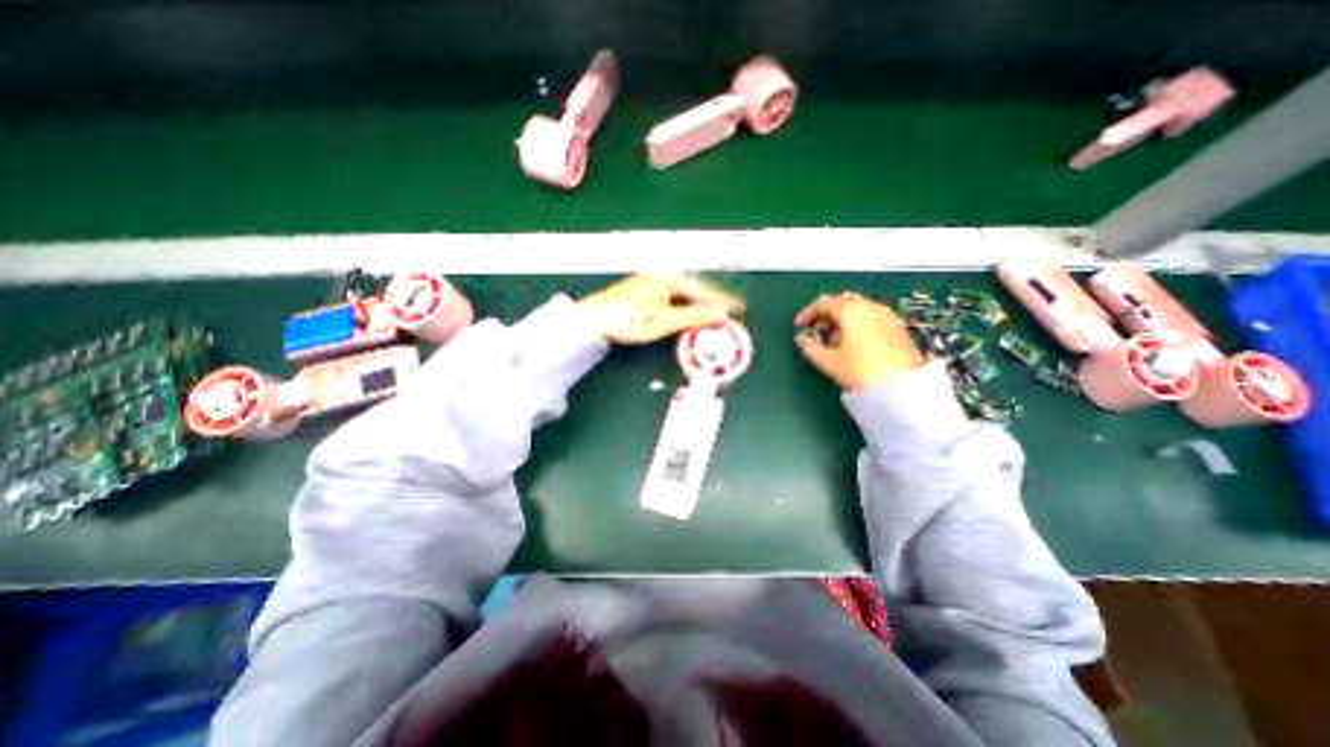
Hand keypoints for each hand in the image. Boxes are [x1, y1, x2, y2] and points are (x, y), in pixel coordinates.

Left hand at [583, 273, 746, 345]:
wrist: (592, 321)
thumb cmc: (629, 319)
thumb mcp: (665, 320)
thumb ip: (695, 316)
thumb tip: (723, 314)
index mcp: (669, 279)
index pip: (703, 290)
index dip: (721, 300)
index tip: (739, 308)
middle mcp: (661, 278)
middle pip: (694, 291)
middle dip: (712, 302)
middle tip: (729, 313)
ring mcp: (650, 286)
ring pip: (683, 296)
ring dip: (698, 306)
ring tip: (713, 316)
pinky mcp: (642, 297)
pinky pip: (672, 301)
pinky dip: (684, 309)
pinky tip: (687, 316)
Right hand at [794, 291, 920, 390]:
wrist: (903, 387)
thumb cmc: (860, 371)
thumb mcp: (828, 362)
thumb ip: (810, 348)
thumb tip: (801, 339)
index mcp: (850, 310)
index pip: (823, 302)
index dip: (807, 313)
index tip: (799, 326)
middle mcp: (869, 306)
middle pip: (842, 301)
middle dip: (827, 314)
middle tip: (818, 332)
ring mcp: (886, 314)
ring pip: (858, 308)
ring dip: (843, 319)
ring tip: (836, 341)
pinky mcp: (898, 326)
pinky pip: (871, 316)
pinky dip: (858, 323)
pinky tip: (855, 344)